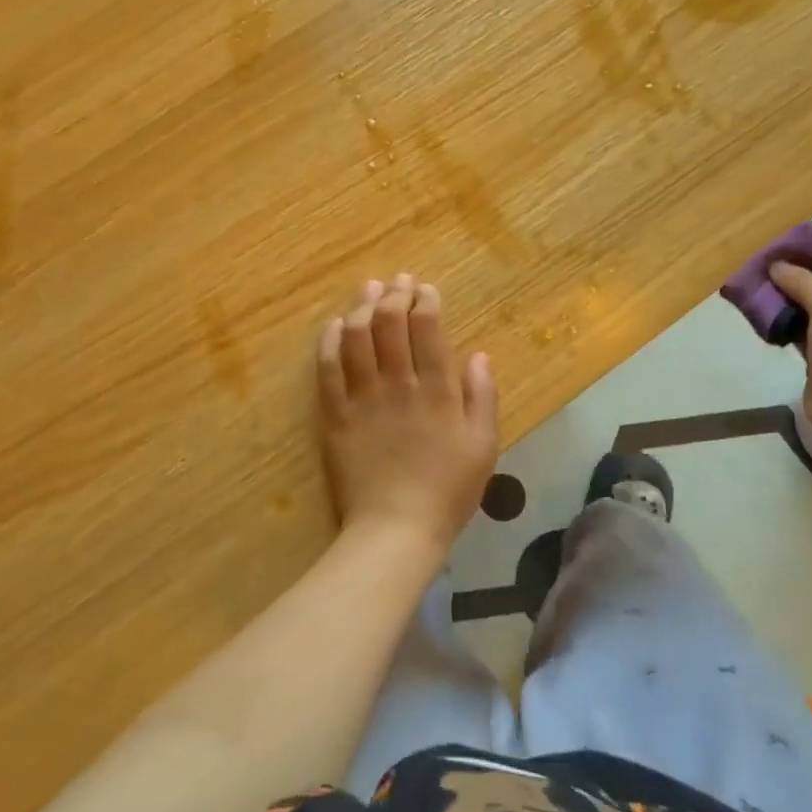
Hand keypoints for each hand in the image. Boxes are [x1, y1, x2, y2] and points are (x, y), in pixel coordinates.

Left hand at [316, 274, 498, 557]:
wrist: (396, 530)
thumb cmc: (448, 490)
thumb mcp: (483, 446)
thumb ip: (482, 396)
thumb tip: (478, 354)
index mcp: (437, 389)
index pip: (428, 328)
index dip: (425, 301)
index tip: (426, 289)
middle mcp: (398, 384)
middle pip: (390, 324)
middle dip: (395, 295)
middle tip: (397, 282)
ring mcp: (362, 397)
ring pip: (357, 338)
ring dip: (362, 307)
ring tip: (368, 290)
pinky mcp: (335, 415)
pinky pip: (328, 369)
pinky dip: (330, 341)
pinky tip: (334, 325)